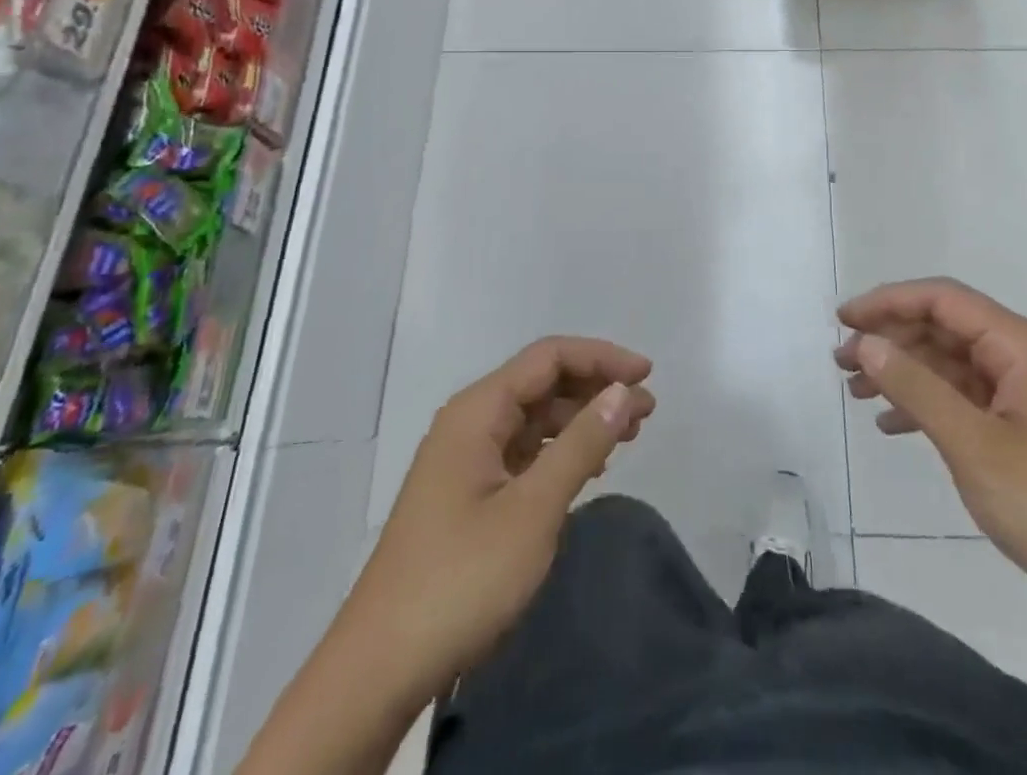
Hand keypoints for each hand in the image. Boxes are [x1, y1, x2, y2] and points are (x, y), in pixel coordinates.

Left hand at [350, 336, 654, 703]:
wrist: (379, 669)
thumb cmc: (461, 578)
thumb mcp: (533, 509)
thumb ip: (582, 443)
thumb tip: (624, 391)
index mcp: (478, 410)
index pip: (549, 357)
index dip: (601, 358)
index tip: (647, 374)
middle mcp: (470, 422)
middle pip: (542, 383)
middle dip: (596, 387)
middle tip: (646, 410)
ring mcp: (466, 459)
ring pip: (535, 418)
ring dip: (582, 419)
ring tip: (628, 434)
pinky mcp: (468, 494)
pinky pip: (523, 452)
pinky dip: (560, 451)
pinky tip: (588, 467)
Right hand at [837, 278, 1026, 622]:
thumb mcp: (972, 445)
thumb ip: (915, 387)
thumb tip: (865, 342)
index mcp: (1020, 345)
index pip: (942, 300)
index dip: (888, 302)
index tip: (842, 320)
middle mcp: (1024, 356)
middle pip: (944, 327)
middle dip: (890, 339)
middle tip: (841, 363)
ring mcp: (1026, 392)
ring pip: (950, 363)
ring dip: (903, 372)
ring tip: (855, 391)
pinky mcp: (1024, 427)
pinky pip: (965, 397)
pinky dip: (927, 404)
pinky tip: (892, 424)